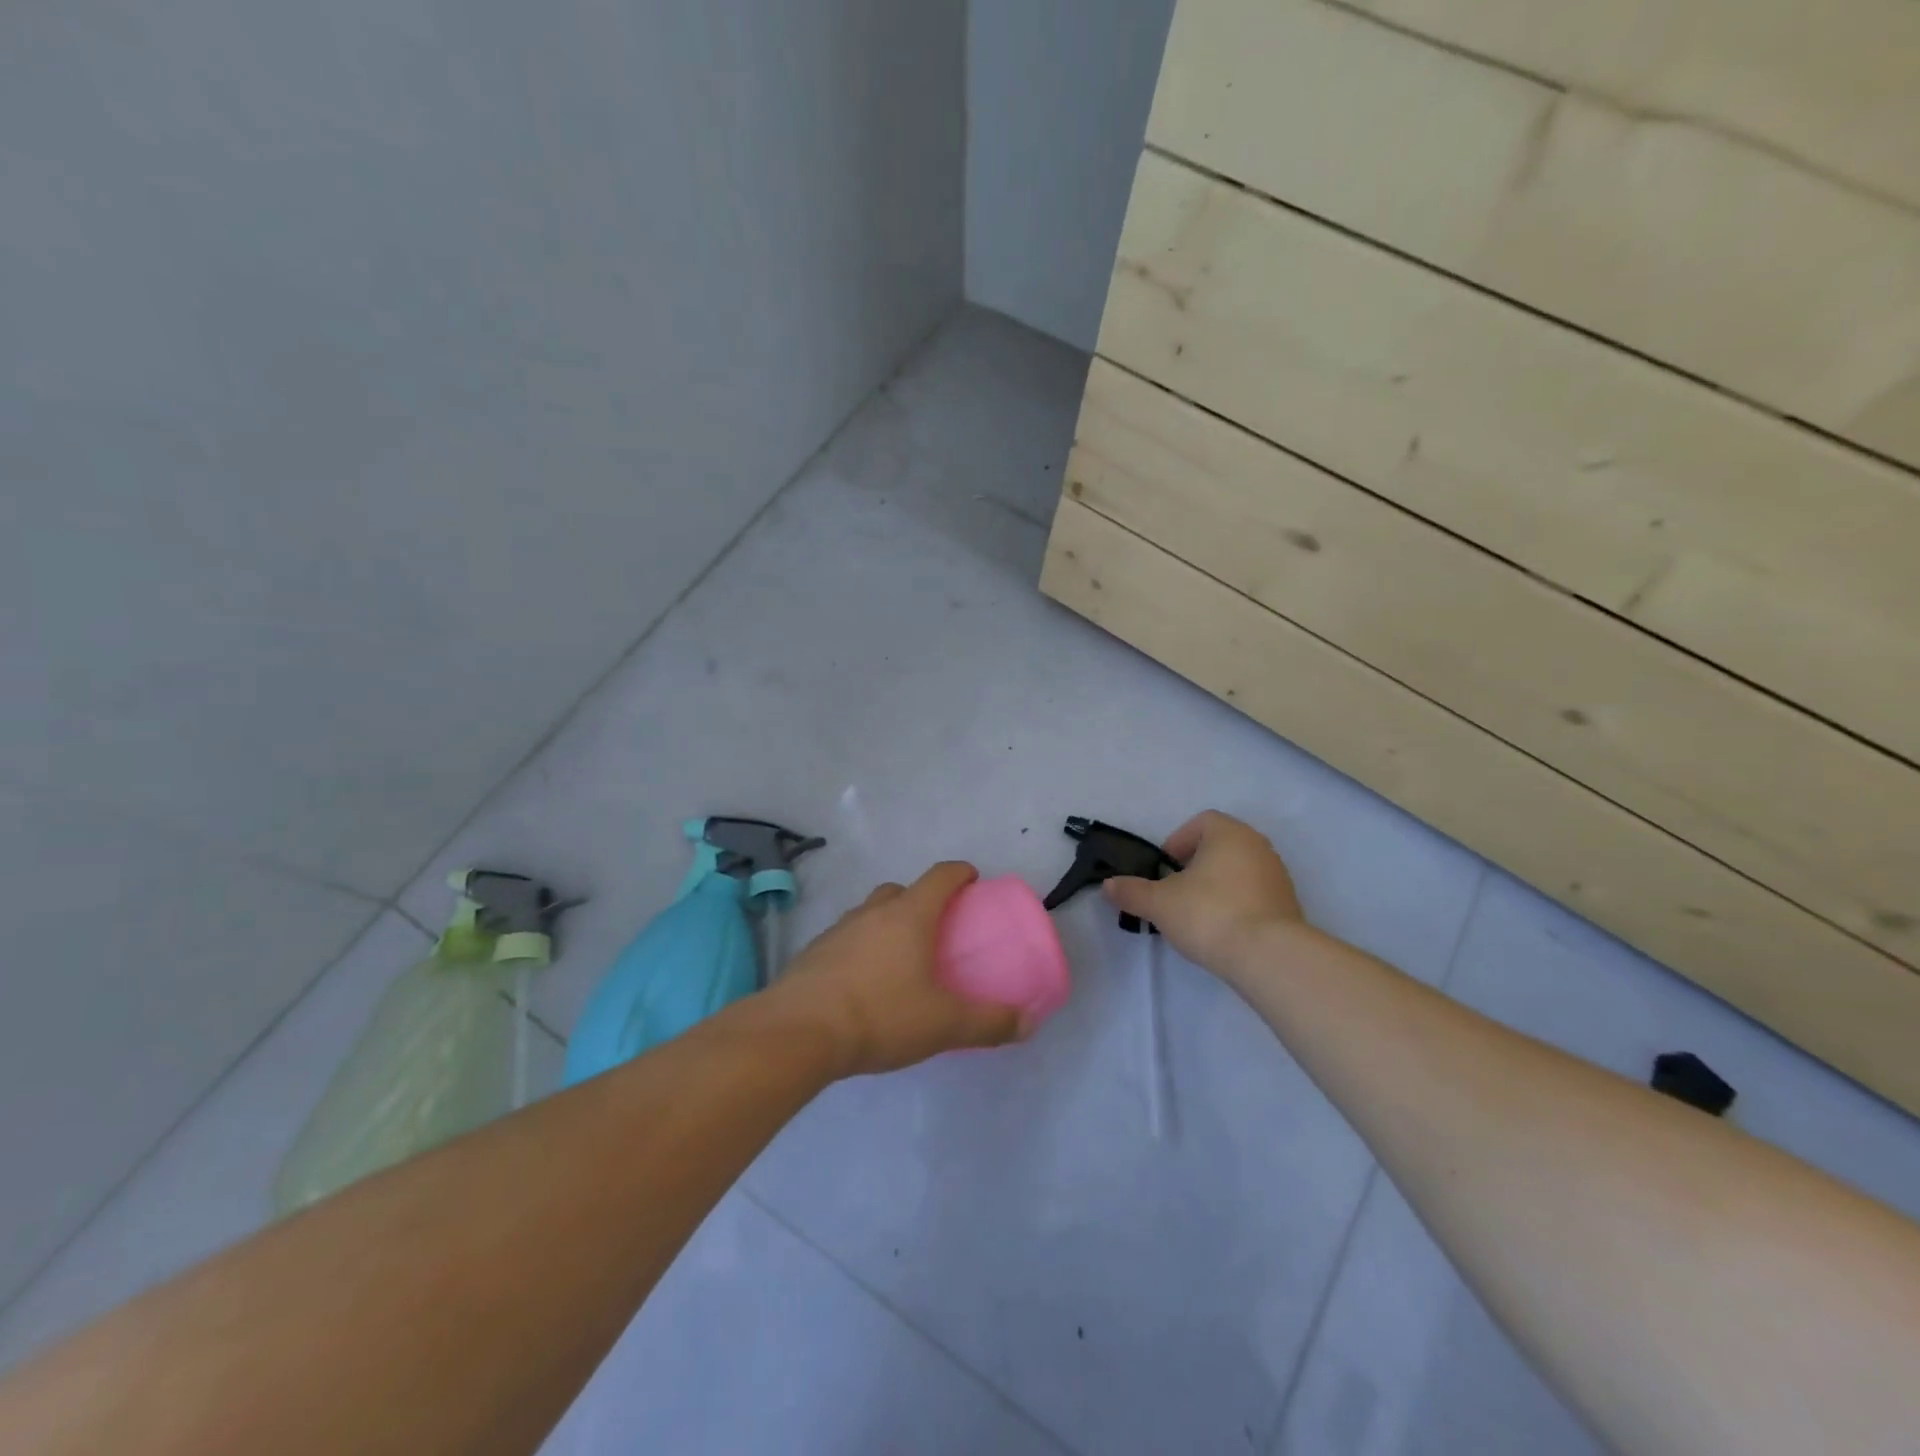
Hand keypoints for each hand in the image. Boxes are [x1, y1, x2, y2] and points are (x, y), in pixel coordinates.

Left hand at [771, 863, 1024, 1077]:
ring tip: (899, 960)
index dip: (960, 873)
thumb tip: (1027, 1022)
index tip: (973, 881)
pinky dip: (860, 949)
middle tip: (935, 929)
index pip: (940, 876)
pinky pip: (846, 940)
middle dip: (921, 900)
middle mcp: (872, 912)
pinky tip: (863, 985)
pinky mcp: (813, 954)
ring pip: (869, 913)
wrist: (798, 1032)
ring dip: (886, 924)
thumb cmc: (881, 1015)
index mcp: (910, 915)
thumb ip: (988, 1023)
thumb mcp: (944, 1024)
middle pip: (901, 890)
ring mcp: (838, 930)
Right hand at [1103, 811, 1305, 973]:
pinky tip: (1222, 930)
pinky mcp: (1288, 905)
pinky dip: (1237, 904)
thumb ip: (1132, 891)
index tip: (1164, 869)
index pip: (1202, 822)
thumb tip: (1108, 885)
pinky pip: (1255, 895)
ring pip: (1239, 871)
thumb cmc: (1209, 914)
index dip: (1178, 841)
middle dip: (1196, 866)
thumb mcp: (1159, 903)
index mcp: (1229, 833)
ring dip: (1217, 885)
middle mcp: (1258, 846)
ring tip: (1197, 914)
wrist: (1269, 956)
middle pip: (1220, 846)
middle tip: (1176, 892)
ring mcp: (1278, 876)